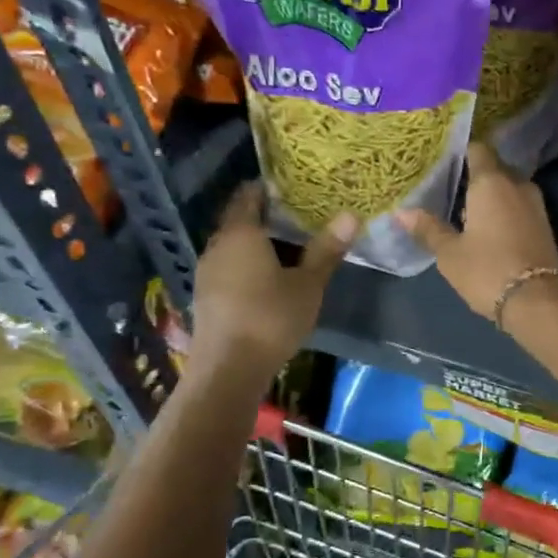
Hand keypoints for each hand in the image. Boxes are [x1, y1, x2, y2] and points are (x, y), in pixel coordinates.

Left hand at [190, 184, 354, 366]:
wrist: (228, 369)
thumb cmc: (271, 318)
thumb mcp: (309, 284)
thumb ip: (326, 249)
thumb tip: (351, 214)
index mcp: (241, 234)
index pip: (248, 196)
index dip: (268, 188)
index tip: (293, 188)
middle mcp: (217, 246)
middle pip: (240, 220)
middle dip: (267, 216)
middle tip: (301, 216)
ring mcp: (207, 272)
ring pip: (234, 246)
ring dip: (258, 243)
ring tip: (290, 246)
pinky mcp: (206, 296)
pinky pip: (229, 267)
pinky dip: (248, 264)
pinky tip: (269, 278)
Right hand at [396, 143, 557, 321]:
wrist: (537, 301)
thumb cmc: (487, 270)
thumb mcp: (450, 253)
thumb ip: (428, 229)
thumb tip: (401, 212)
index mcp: (492, 182)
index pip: (478, 149)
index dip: (462, 151)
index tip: (444, 158)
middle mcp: (517, 184)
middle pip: (495, 168)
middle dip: (476, 176)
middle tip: (449, 187)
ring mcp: (536, 205)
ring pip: (509, 189)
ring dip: (491, 196)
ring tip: (465, 209)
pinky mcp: (545, 225)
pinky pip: (520, 206)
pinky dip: (505, 210)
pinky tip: (487, 227)